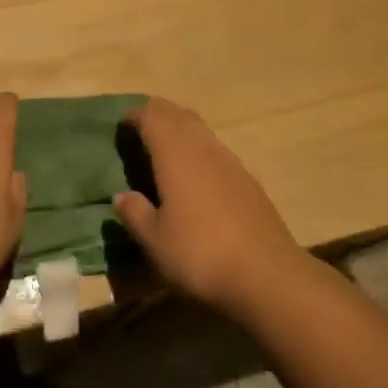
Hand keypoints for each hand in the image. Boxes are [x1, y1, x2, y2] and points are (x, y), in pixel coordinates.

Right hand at [113, 97, 307, 316]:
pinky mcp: (248, 179)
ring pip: (199, 129)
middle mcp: (201, 146)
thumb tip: (121, 195)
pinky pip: (216, 149)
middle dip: (158, 114)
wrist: (267, 274)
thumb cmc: (200, 253)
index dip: (135, 115)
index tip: (122, 125)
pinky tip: (196, 175)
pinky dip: (199, 149)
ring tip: (165, 149)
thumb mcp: (155, 240)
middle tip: (141, 129)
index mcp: (174, 153)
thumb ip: (135, 213)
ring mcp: (229, 160)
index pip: (151, 116)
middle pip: (177, 114)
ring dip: (180, 129)